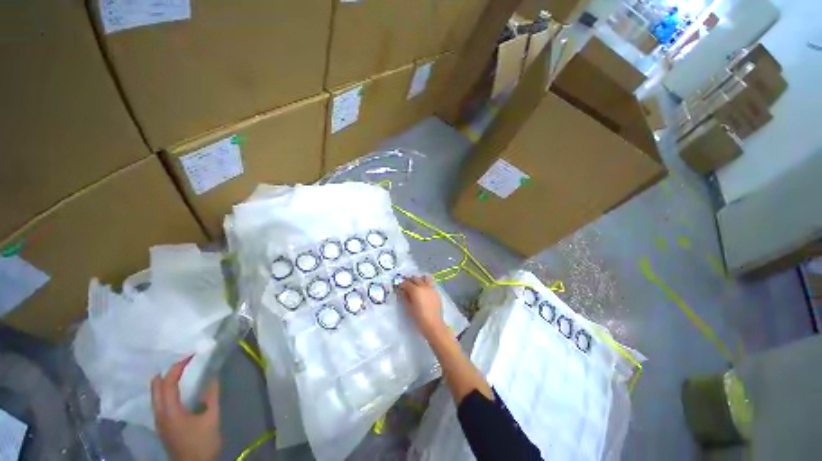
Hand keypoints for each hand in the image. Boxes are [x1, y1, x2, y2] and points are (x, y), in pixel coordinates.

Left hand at [151, 357, 220, 460]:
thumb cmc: (202, 442)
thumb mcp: (211, 418)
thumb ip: (211, 396)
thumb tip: (213, 376)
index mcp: (169, 411)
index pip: (167, 383)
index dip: (177, 367)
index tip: (191, 355)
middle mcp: (159, 414)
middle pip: (156, 388)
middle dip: (167, 372)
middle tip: (183, 362)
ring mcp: (159, 421)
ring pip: (156, 395)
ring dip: (166, 381)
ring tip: (182, 372)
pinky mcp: (163, 426)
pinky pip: (160, 402)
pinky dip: (167, 391)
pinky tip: (179, 390)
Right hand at [397, 275, 444, 337]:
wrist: (433, 324)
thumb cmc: (419, 318)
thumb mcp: (408, 308)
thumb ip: (405, 297)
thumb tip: (402, 291)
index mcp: (415, 290)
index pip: (406, 283)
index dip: (402, 285)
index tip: (399, 289)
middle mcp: (423, 286)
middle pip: (415, 279)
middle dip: (410, 281)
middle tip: (407, 287)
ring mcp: (431, 288)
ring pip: (424, 278)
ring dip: (419, 280)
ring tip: (417, 285)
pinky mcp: (436, 292)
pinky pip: (430, 284)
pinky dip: (426, 284)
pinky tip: (424, 291)